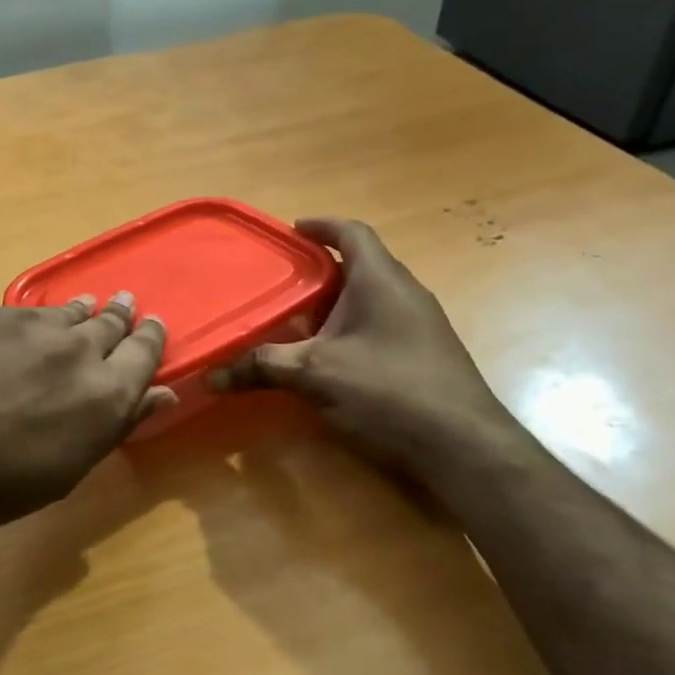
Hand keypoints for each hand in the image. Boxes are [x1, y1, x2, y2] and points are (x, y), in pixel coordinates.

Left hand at [0, 294, 172, 539]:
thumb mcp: (63, 472)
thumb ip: (115, 427)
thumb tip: (161, 396)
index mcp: (106, 397)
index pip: (145, 354)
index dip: (152, 339)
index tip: (154, 328)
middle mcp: (79, 351)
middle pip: (112, 325)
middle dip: (122, 318)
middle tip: (125, 308)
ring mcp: (34, 327)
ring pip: (73, 312)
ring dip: (86, 312)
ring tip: (90, 307)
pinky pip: (34, 311)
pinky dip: (46, 316)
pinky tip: (37, 322)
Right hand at [211, 218, 519, 474]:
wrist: (464, 449)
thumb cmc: (390, 391)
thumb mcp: (316, 375)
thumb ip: (263, 367)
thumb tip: (211, 375)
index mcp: (381, 280)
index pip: (352, 233)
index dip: (321, 226)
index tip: (291, 230)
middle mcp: (405, 294)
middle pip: (358, 266)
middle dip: (318, 271)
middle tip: (279, 282)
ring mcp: (419, 326)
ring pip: (368, 300)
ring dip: (333, 304)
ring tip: (294, 320)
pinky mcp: (423, 357)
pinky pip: (378, 327)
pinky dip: (348, 330)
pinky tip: (326, 358)